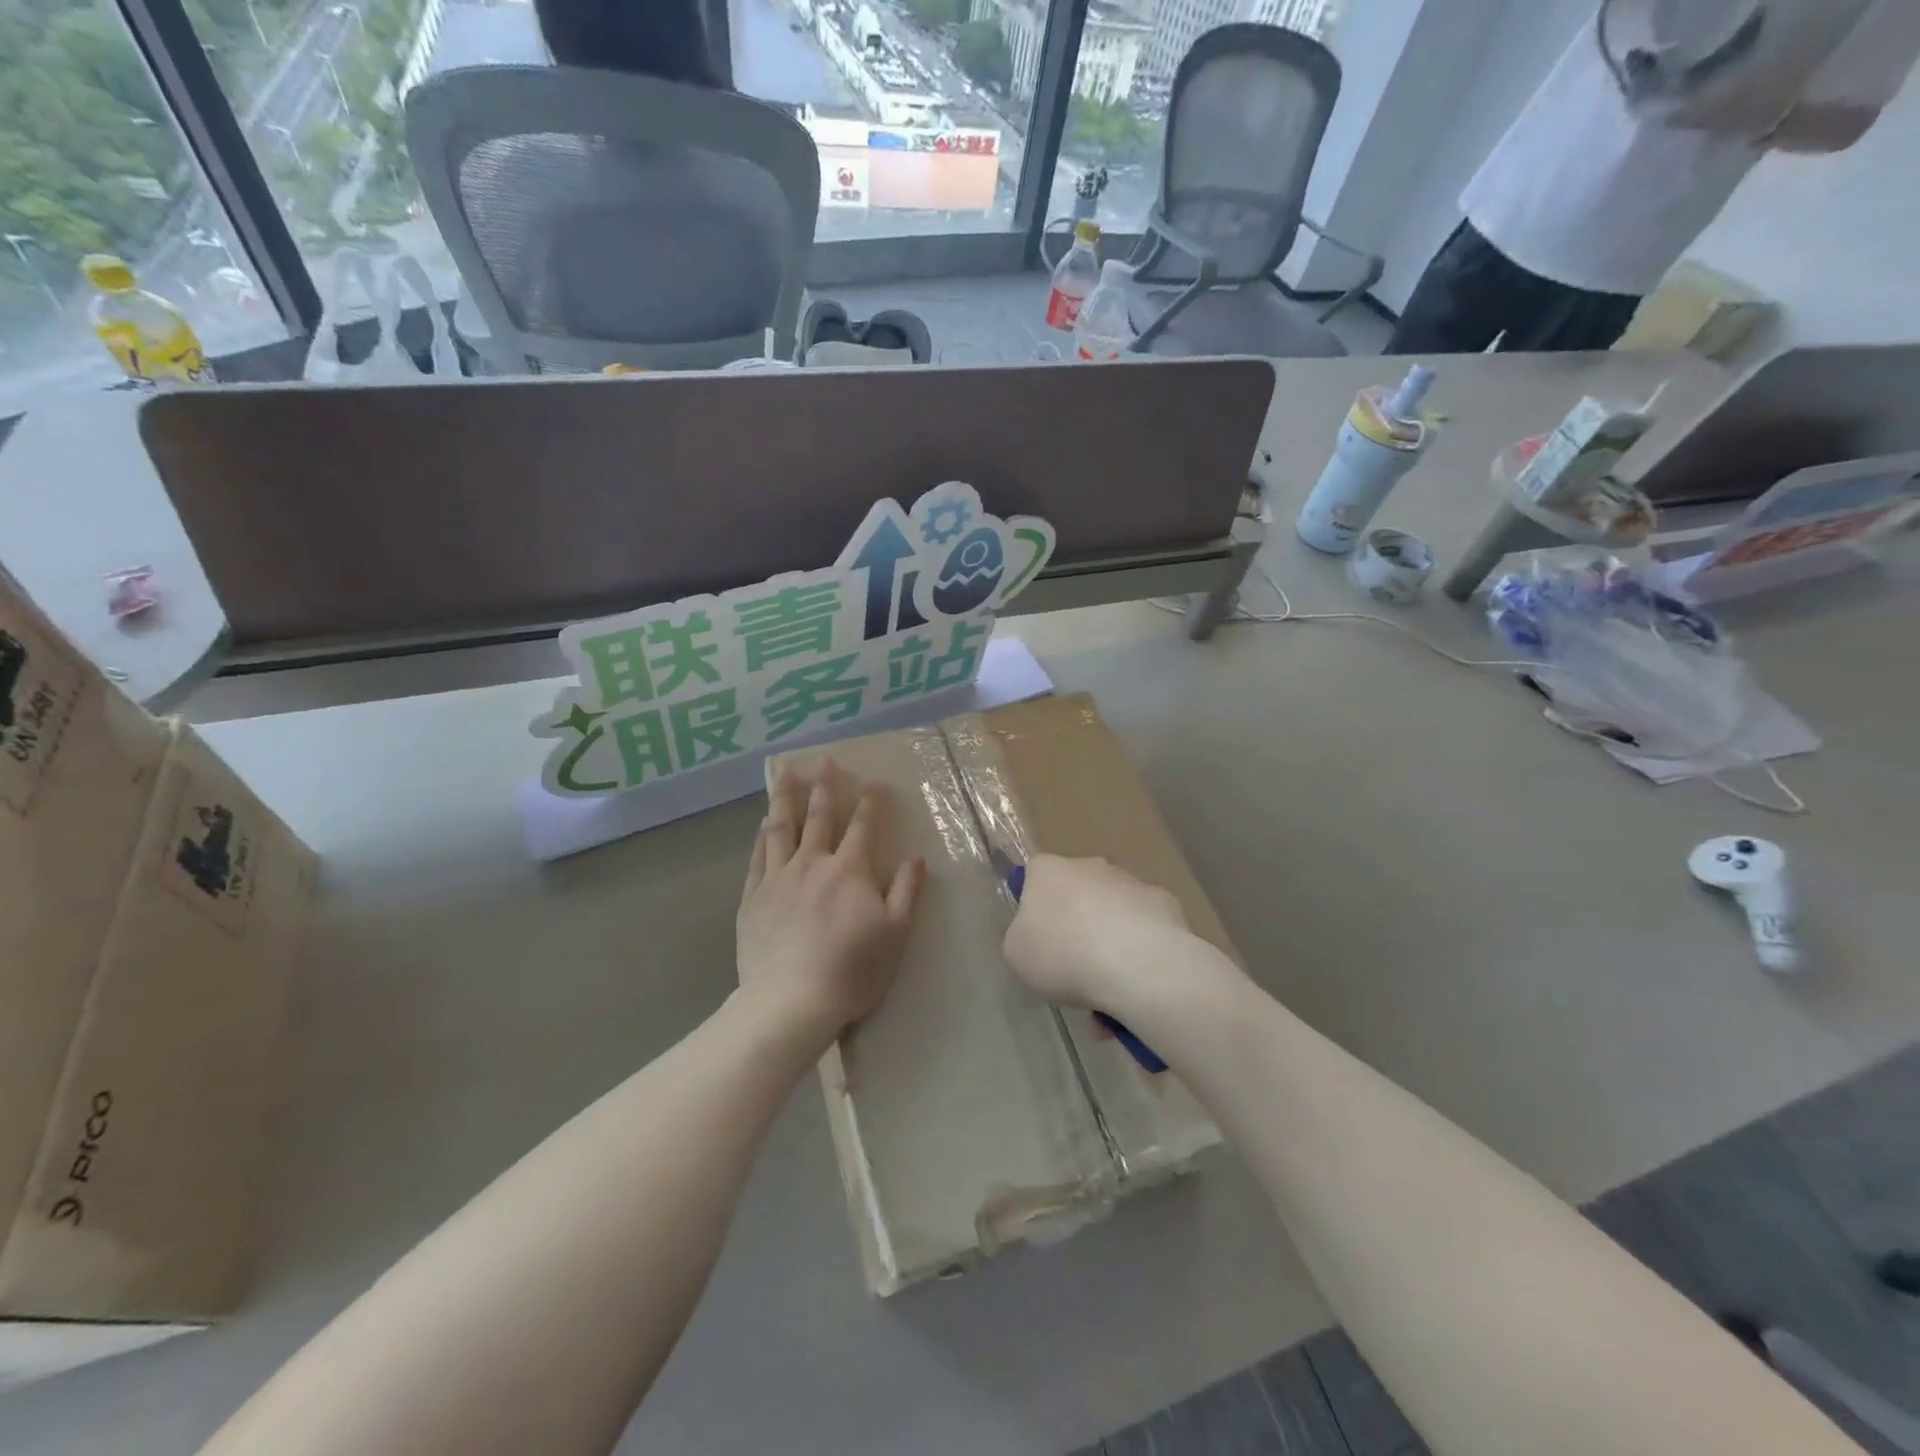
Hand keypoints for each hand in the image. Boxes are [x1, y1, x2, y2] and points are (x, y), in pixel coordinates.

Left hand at [737, 761, 924, 1047]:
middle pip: (819, 817)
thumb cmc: (852, 968)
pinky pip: (758, 857)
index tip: (875, 782)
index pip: (863, 827)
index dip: (871, 802)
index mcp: (850, 870)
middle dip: (825, 787)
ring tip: (785, 774)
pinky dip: (762, 836)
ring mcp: (778, 878)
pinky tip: (763, 823)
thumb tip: (916, 857)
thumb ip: (906, 891)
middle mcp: (813, 863)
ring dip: (785, 798)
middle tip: (826, 761)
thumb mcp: (896, 933)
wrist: (792, 1000)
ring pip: (782, 828)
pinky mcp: (753, 898)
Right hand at [1002, 855, 1215, 1016]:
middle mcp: (1089, 866)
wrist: (1136, 964)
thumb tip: (1039, 936)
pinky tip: (1137, 986)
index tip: (1038, 941)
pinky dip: (1139, 952)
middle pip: (1076, 896)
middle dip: (1076, 930)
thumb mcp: (1017, 954)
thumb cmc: (1063, 954)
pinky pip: (1144, 929)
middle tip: (1073, 974)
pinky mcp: (1165, 903)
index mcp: (1048, 871)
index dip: (1034, 908)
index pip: (1033, 877)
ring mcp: (1131, 882)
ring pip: (1112, 915)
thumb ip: (1023, 938)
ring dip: (1108, 947)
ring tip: (1108, 997)